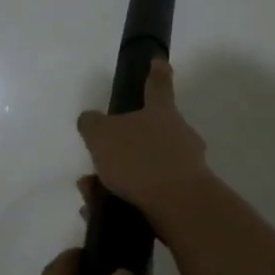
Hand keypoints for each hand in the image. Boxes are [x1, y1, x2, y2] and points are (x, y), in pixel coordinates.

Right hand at [75, 59, 210, 225]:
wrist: (179, 205)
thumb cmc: (140, 159)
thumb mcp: (101, 135)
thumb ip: (91, 124)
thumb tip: (90, 119)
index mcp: (160, 113)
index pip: (158, 85)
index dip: (156, 73)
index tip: (159, 62)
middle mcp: (178, 135)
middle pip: (150, 132)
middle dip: (123, 146)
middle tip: (99, 160)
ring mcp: (185, 167)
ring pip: (144, 167)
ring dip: (116, 179)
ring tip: (90, 194)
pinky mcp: (184, 197)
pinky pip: (147, 194)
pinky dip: (123, 200)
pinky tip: (101, 212)